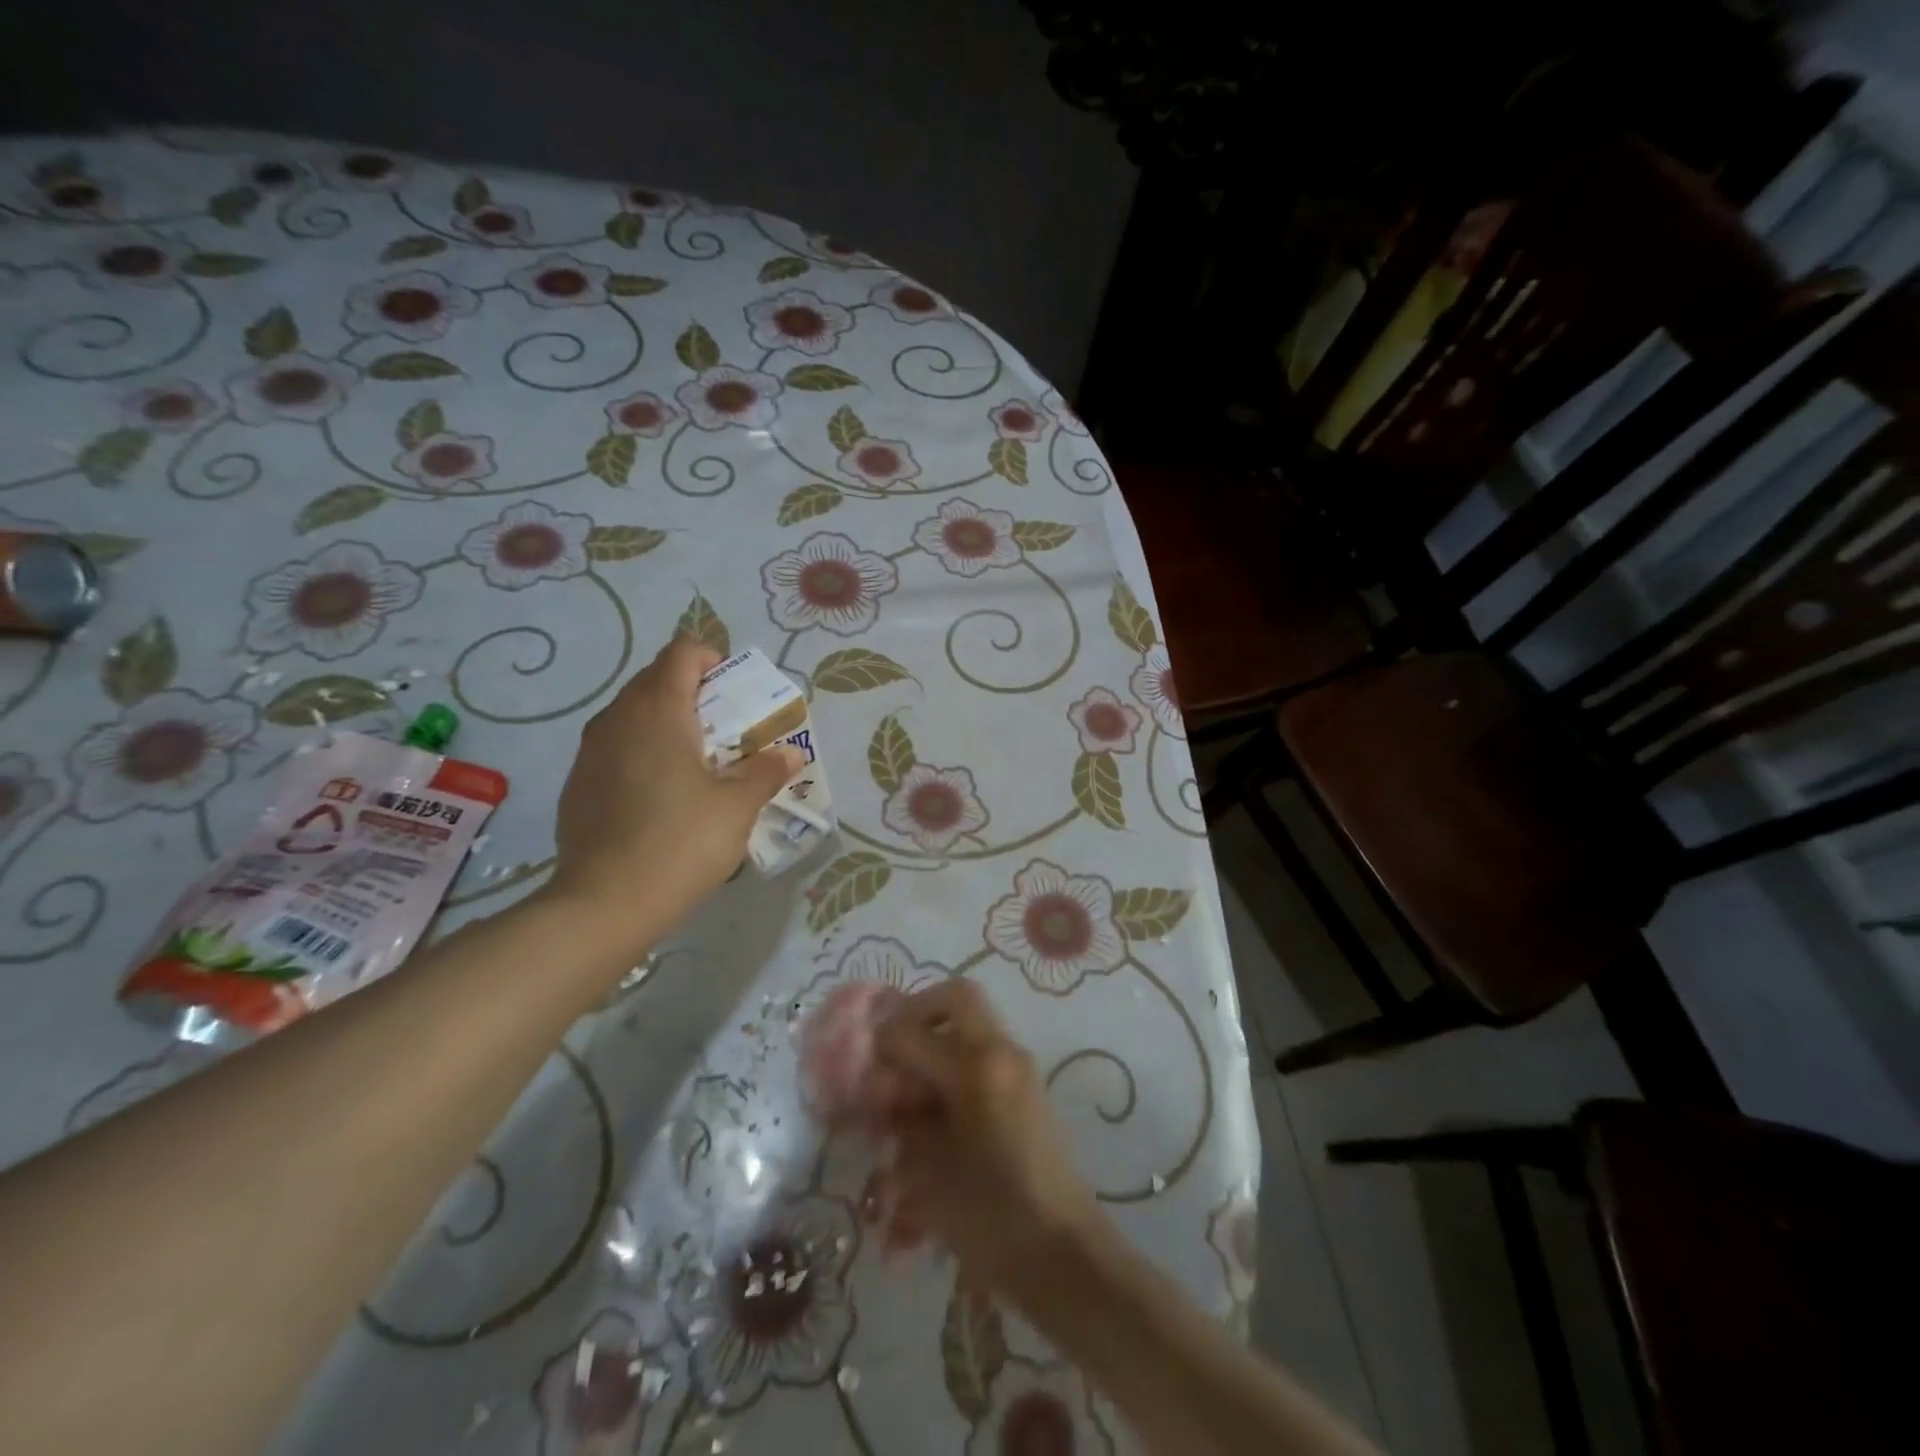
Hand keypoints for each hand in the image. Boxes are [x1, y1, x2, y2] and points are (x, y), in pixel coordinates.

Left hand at [543, 638, 801, 939]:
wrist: (604, 904)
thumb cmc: (681, 842)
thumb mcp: (738, 806)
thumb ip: (766, 771)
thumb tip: (790, 754)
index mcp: (659, 710)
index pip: (682, 653)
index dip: (713, 661)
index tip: (736, 696)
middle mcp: (618, 717)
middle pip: (657, 680)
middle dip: (695, 694)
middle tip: (726, 732)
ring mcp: (591, 751)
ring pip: (634, 715)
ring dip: (668, 724)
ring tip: (698, 765)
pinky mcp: (578, 783)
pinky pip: (616, 748)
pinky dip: (643, 753)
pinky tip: (661, 798)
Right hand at [868, 980, 1106, 1295]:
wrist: (1065, 1257)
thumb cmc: (991, 1218)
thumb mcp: (927, 1174)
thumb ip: (899, 1123)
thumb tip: (879, 1094)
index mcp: (975, 1066)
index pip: (911, 1030)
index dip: (877, 1046)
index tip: (857, 1067)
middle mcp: (1001, 1053)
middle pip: (957, 998)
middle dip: (917, 1012)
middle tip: (890, 1050)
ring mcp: (1019, 1070)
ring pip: (972, 1027)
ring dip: (937, 1041)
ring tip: (909, 1091)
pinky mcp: (1028, 1093)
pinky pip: (986, 1060)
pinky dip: (957, 1069)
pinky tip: (936, 1120)